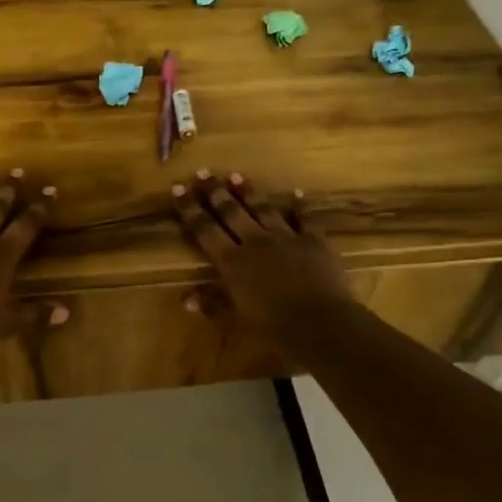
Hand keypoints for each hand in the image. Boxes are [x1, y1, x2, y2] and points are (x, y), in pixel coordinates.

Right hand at [172, 171, 352, 343]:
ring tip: (236, 175)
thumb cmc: (274, 328)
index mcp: (232, 262)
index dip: (190, 208)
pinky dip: (301, 206)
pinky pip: (306, 219)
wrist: (322, 324)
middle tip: (203, 172)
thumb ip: (213, 305)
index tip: (178, 188)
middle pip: (231, 211)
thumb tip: (185, 298)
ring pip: (263, 208)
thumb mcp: (237, 321)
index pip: (205, 230)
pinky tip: (297, 194)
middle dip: (215, 191)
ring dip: (248, 192)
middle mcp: (255, 242)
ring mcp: (286, 238)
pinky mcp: (314, 241)